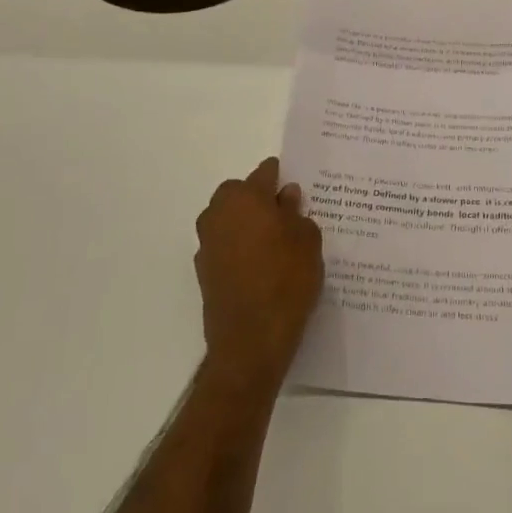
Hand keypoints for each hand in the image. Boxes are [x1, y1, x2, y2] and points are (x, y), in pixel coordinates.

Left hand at [194, 157, 324, 392]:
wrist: (251, 340)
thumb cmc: (287, 280)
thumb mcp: (307, 241)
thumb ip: (296, 212)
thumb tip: (285, 196)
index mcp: (246, 197)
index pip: (265, 172)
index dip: (281, 177)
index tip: (296, 189)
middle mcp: (219, 213)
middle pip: (240, 193)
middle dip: (259, 199)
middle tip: (286, 217)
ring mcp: (207, 242)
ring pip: (229, 219)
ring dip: (246, 223)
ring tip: (275, 244)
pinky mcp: (204, 270)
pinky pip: (225, 245)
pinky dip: (239, 248)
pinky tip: (260, 266)